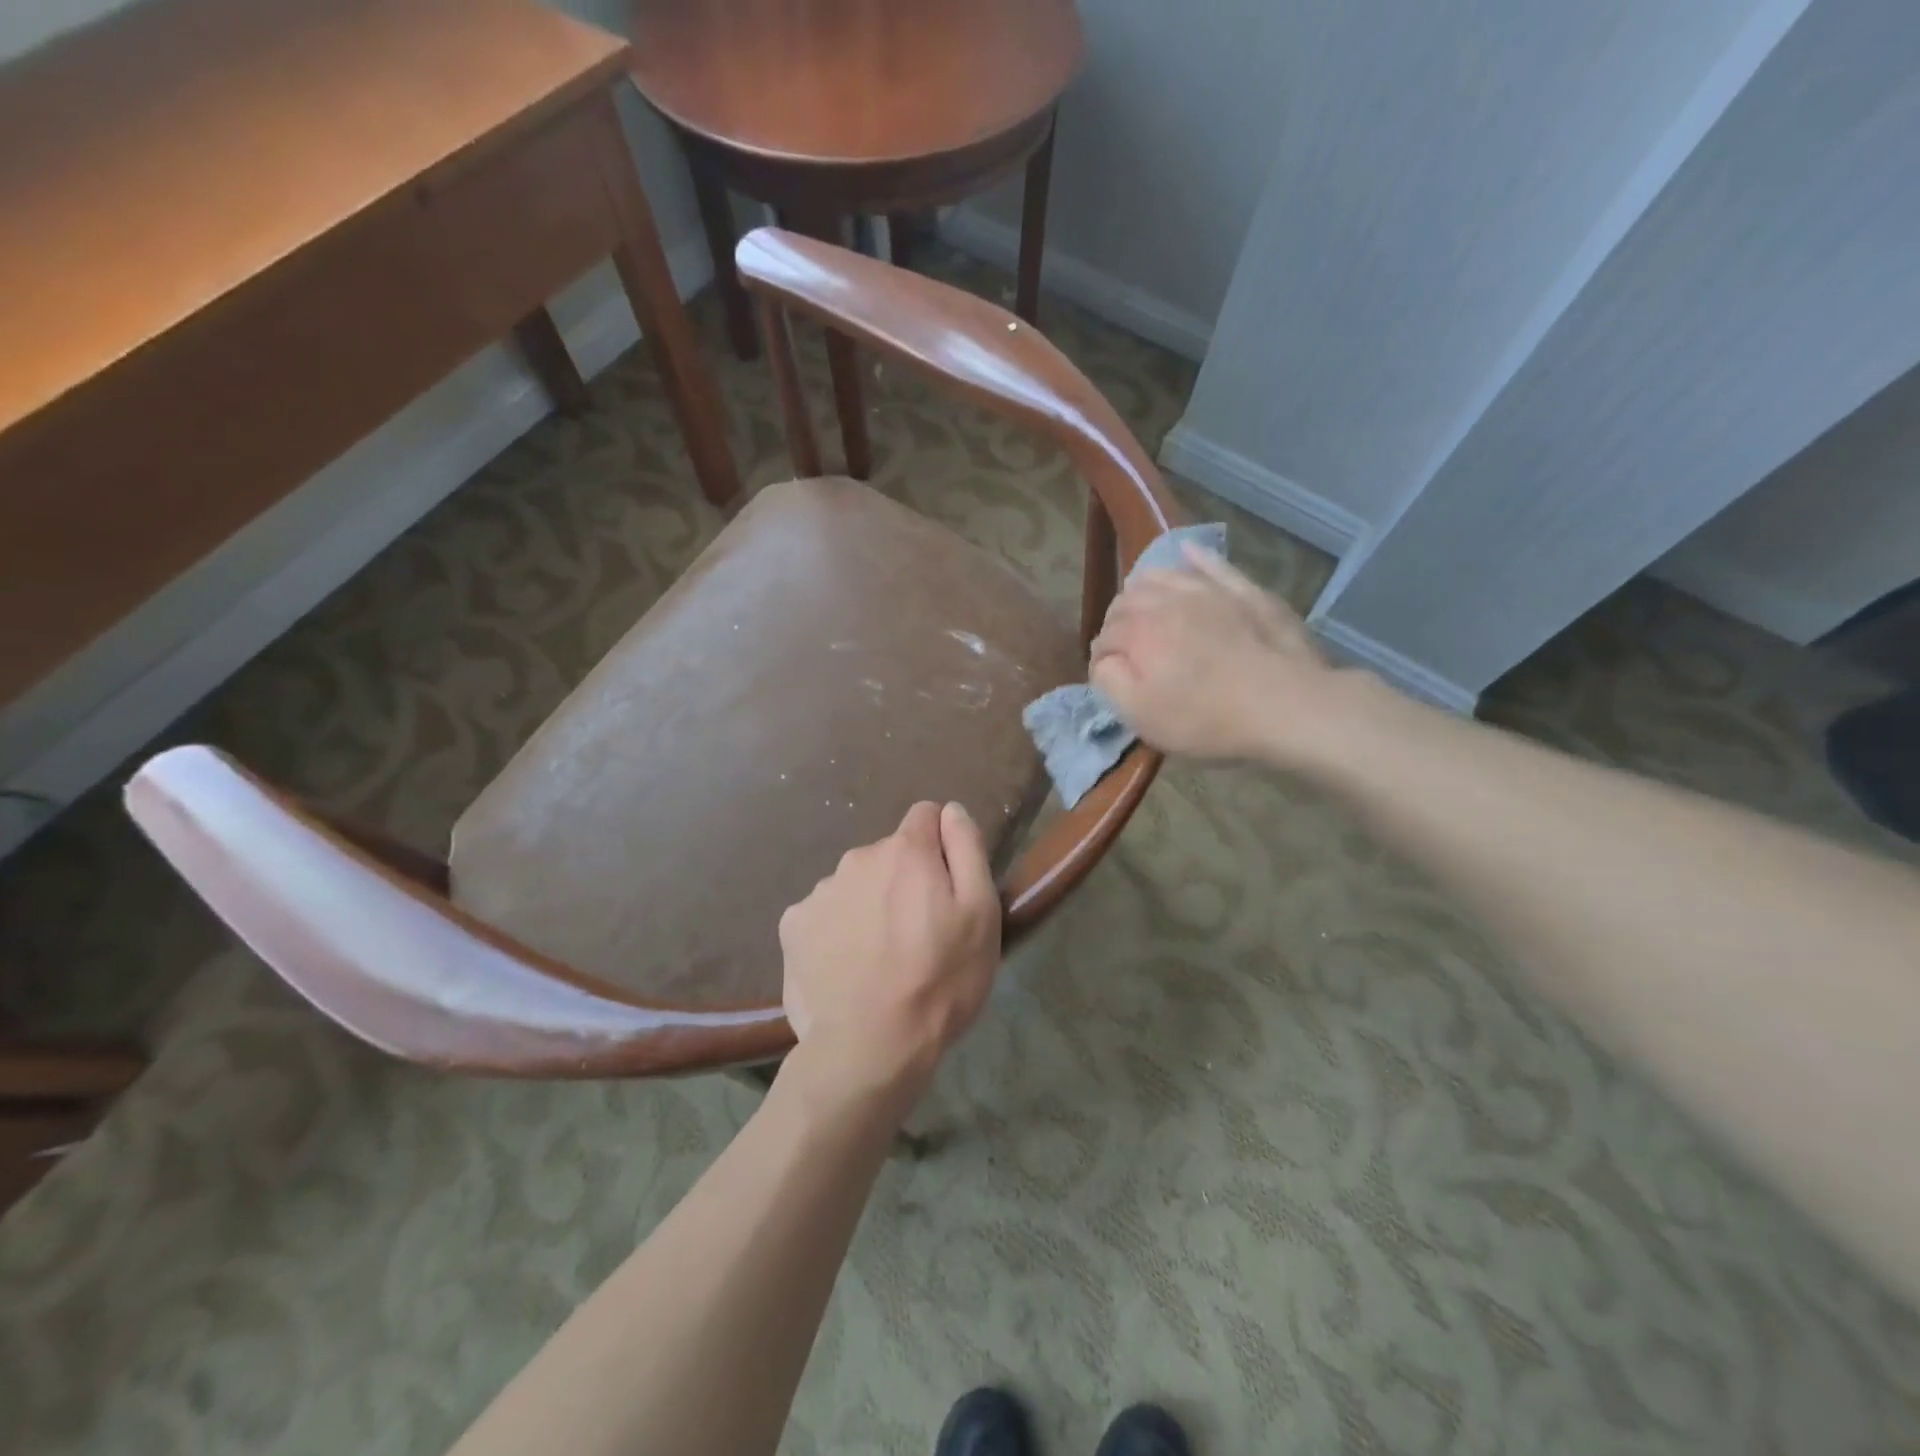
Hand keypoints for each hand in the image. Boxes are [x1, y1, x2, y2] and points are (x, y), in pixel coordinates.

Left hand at [778, 801, 1001, 1106]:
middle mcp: (856, 858)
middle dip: (904, 879)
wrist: (869, 1047)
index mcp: (905, 850)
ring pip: (855, 885)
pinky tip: (847, 967)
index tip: (946, 886)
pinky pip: (824, 914)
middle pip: (889, 854)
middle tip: (918, 932)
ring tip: (881, 957)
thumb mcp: (981, 913)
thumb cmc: (940, 979)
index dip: (941, 845)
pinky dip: (836, 931)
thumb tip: (950, 810)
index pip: (925, 815)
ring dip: (869, 905)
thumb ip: (967, 849)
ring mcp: (818, 892)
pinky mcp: (792, 927)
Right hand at [1090, 544, 1337, 762]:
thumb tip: (1103, 660)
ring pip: (1161, 575)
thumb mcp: (1140, 715)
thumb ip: (1109, 681)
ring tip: (1144, 606)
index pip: (1105, 636)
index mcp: (1138, 631)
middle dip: (1118, 621)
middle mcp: (1166, 600)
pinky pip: (1212, 564)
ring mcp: (1208, 590)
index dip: (1102, 658)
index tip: (1110, 679)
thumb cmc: (1205, 717)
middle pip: (1127, 600)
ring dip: (1144, 589)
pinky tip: (1188, 554)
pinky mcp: (1244, 591)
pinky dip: (1195, 558)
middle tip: (1126, 649)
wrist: (1284, 704)